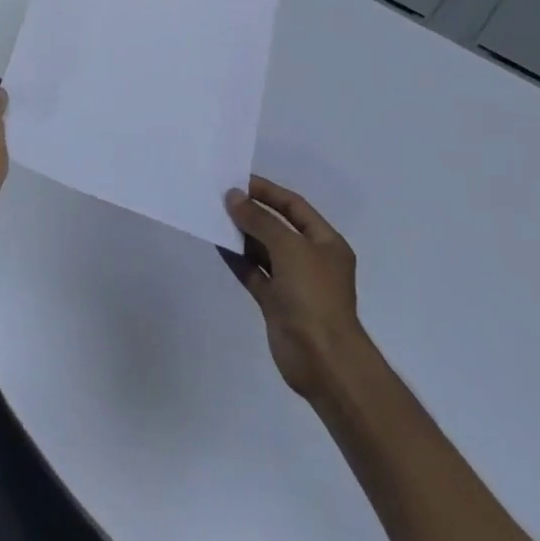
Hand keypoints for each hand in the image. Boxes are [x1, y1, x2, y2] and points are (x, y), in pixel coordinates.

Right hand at [227, 176, 362, 400]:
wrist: (323, 360)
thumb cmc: (313, 295)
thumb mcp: (288, 247)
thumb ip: (259, 220)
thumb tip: (233, 196)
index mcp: (326, 243)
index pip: (294, 206)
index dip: (268, 192)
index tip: (238, 180)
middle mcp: (311, 259)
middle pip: (278, 227)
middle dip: (252, 212)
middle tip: (220, 197)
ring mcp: (293, 283)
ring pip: (263, 250)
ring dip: (241, 234)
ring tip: (213, 216)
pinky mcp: (276, 303)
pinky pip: (254, 273)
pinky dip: (237, 259)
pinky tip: (217, 244)